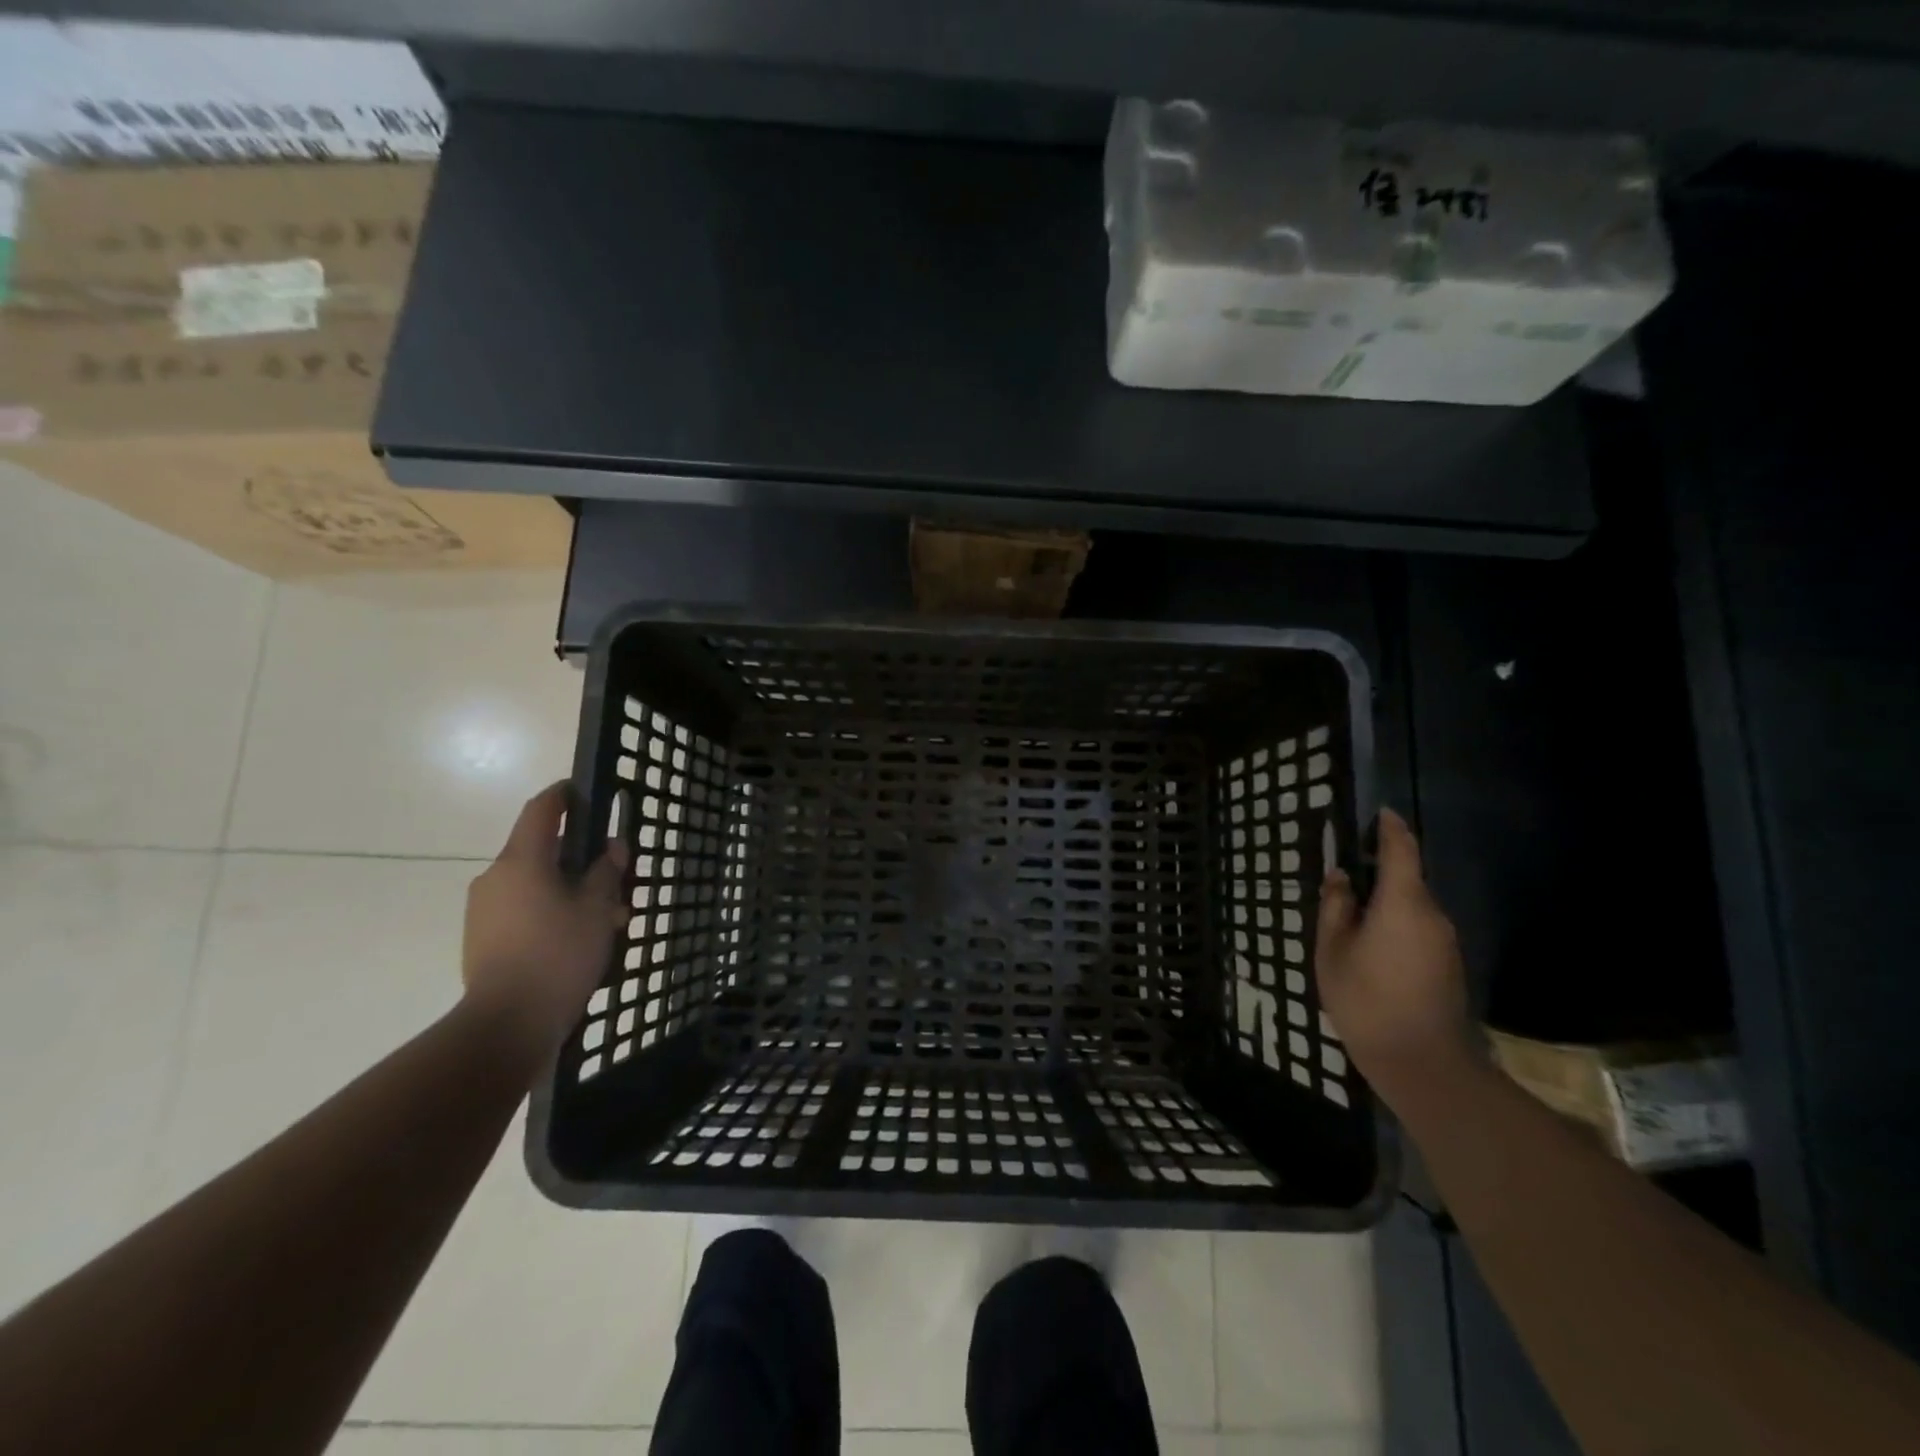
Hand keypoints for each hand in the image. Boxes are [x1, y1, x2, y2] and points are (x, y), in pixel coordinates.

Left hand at [462, 781, 627, 1059]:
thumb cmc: (558, 954)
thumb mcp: (597, 908)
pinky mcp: (483, 937)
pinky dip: (551, 910)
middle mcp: (496, 876)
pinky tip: (579, 937)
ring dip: (569, 889)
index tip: (584, 791)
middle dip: (579, 857)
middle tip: (614, 877)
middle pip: (541, 850)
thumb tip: (611, 847)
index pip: (541, 810)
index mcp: (522, 860)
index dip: (563, 795)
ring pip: (535, 883)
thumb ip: (605, 871)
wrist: (507, 1023)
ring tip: (605, 917)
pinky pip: (522, 908)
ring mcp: (484, 909)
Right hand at [1315, 807, 1473, 1099]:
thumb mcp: (1333, 950)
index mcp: (1403, 903)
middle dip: (1379, 871)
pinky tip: (1372, 946)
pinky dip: (1396, 924)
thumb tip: (1341, 877)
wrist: (1423, 1063)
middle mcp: (1432, 914)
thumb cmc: (1366, 999)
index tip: (1380, 813)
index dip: (1390, 828)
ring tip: (1351, 917)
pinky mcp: (1448, 963)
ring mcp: (1445, 941)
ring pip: (1412, 906)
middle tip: (1344, 877)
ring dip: (1386, 902)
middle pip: (1406, 879)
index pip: (1401, 850)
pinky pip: (1419, 928)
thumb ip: (1336, 907)